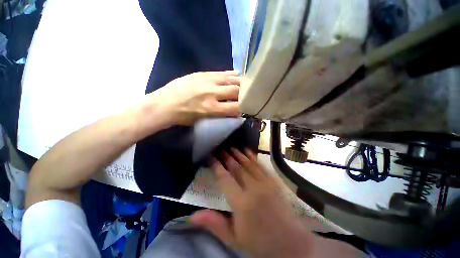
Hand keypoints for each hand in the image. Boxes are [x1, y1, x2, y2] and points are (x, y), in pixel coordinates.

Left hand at [148, 71, 240, 124]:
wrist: (164, 104)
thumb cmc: (183, 116)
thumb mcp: (202, 119)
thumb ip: (219, 114)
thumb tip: (232, 110)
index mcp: (211, 108)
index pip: (235, 107)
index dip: (244, 107)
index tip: (248, 107)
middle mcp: (212, 93)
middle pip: (236, 91)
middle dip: (245, 93)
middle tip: (250, 94)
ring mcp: (207, 81)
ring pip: (230, 79)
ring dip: (240, 82)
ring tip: (247, 83)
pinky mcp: (202, 74)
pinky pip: (220, 72)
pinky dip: (230, 74)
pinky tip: (236, 74)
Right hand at [191, 149, 313, 257]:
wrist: (289, 243)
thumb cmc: (259, 242)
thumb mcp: (233, 238)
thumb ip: (213, 223)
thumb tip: (191, 216)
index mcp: (242, 203)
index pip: (225, 179)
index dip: (217, 166)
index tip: (211, 157)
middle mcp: (254, 189)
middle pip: (237, 168)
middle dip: (227, 157)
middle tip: (220, 149)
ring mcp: (266, 183)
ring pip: (249, 164)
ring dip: (239, 154)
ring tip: (231, 147)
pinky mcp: (274, 181)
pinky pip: (261, 165)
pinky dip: (253, 156)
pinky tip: (248, 151)